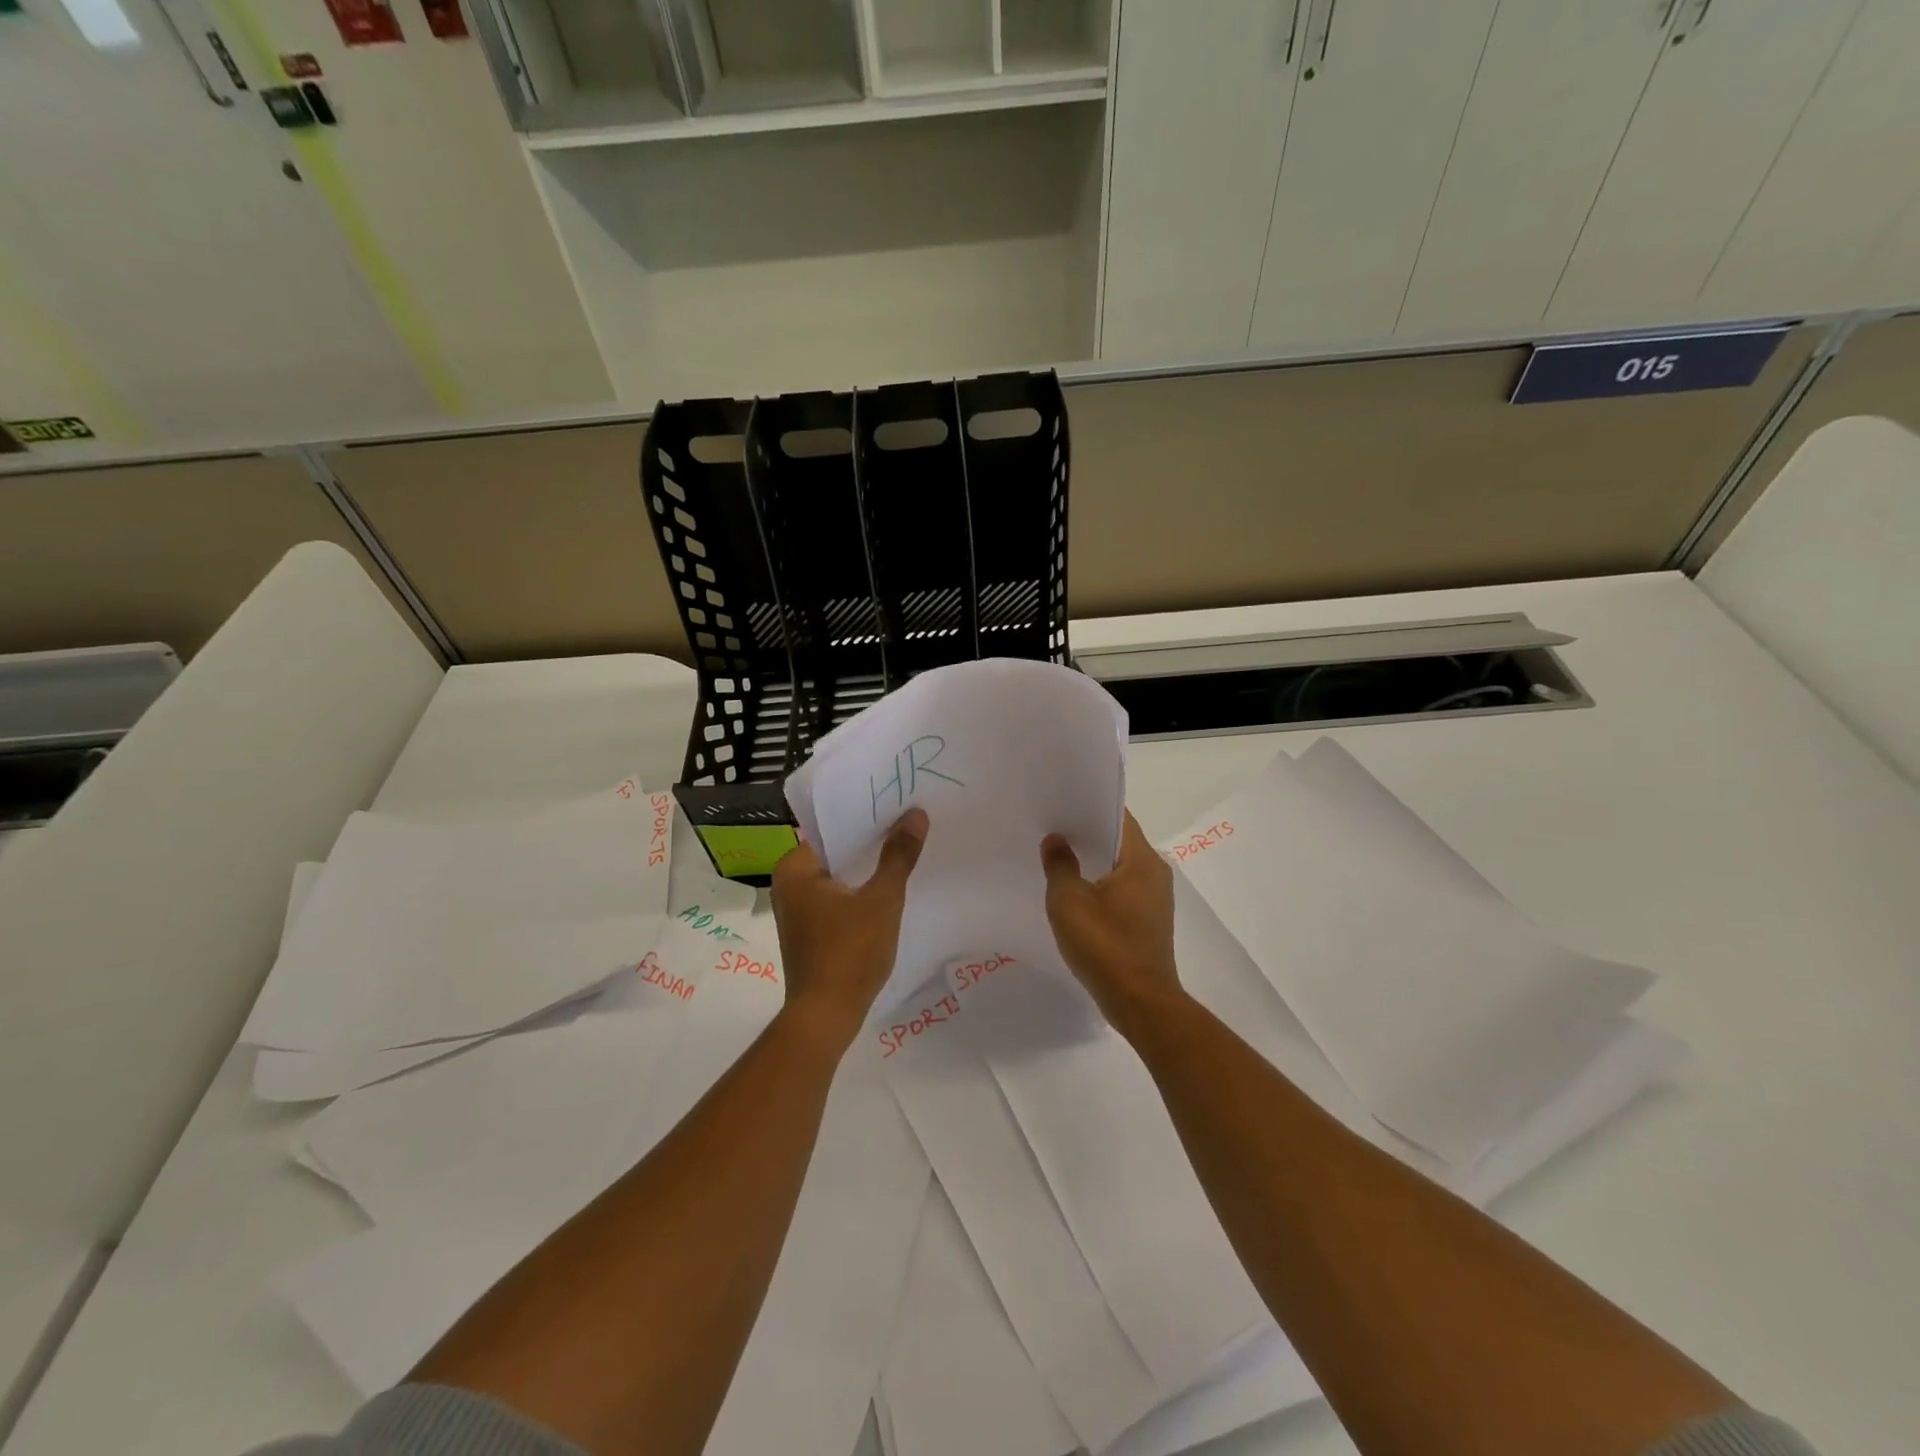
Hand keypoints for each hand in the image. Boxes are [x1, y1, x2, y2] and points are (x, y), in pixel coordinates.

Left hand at [770, 808, 928, 1043]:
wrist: (827, 1017)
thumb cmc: (849, 952)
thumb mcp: (882, 899)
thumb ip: (898, 855)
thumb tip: (916, 814)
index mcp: (794, 867)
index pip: (833, 828)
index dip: (866, 817)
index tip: (897, 806)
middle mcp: (788, 883)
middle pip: (836, 851)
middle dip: (870, 842)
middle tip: (908, 823)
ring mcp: (797, 909)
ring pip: (839, 875)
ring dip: (866, 868)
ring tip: (904, 849)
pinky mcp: (810, 930)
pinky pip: (837, 897)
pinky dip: (859, 891)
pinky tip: (888, 887)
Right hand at [1041, 812, 1184, 1040]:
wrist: (1140, 1003)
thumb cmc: (1105, 945)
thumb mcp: (1069, 901)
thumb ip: (1060, 864)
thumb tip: (1056, 840)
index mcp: (1142, 860)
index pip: (1117, 817)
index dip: (1089, 807)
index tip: (1062, 803)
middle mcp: (1155, 873)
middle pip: (1119, 841)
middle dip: (1087, 835)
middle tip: (1052, 828)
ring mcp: (1155, 899)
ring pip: (1119, 868)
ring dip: (1092, 862)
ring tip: (1057, 857)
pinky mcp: (1148, 922)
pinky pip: (1122, 891)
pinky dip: (1100, 886)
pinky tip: (1074, 894)